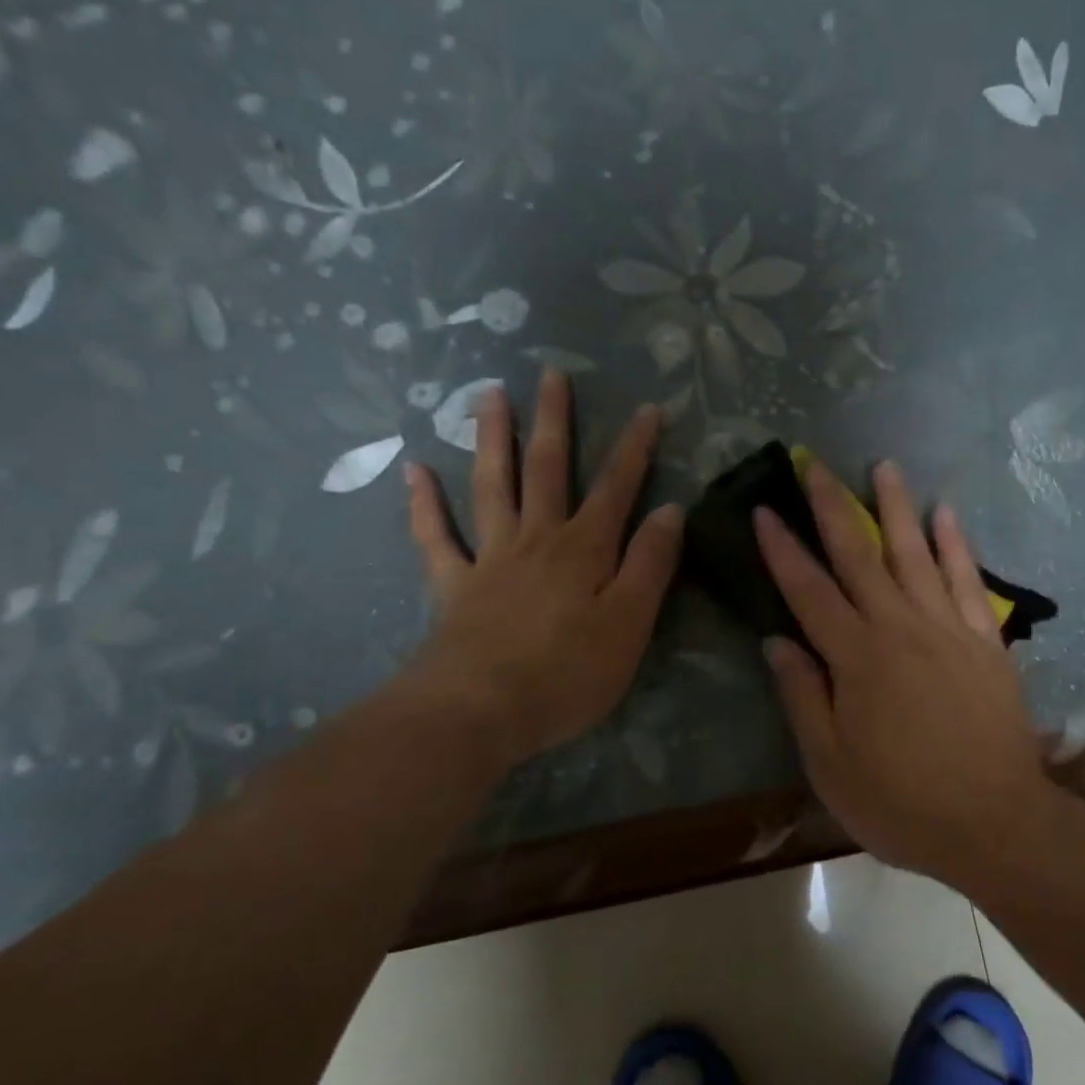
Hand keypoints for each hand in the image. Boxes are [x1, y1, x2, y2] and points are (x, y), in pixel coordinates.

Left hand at [400, 369, 683, 769]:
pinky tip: (414, 470)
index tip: (648, 408)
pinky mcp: (454, 586)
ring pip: (492, 486)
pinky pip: (435, 537)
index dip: (634, 448)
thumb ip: (651, 564)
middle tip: (552, 373)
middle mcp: (537, 539)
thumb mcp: (630, 623)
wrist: (479, 711)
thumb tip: (670, 510)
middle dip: (555, 420)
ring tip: (489, 395)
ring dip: (493, 439)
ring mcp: (490, 558)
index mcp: (585, 548)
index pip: (617, 487)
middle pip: (547, 469)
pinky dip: (424, 503)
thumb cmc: (567, 673)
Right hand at [754, 460, 1050, 878]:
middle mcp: (899, 628)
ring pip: (916, 553)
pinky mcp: (985, 641)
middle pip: (858, 555)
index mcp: (856, 658)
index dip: (782, 549)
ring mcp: (947, 629)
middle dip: (831, 505)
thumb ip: (802, 697)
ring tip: (884, 466)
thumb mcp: (830, 764)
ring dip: (896, 507)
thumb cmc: (900, 802)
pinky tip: (946, 513)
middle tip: (813, 463)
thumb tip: (777, 642)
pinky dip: (956, 544)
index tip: (765, 509)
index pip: (808, 590)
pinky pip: (968, 580)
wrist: (994, 824)